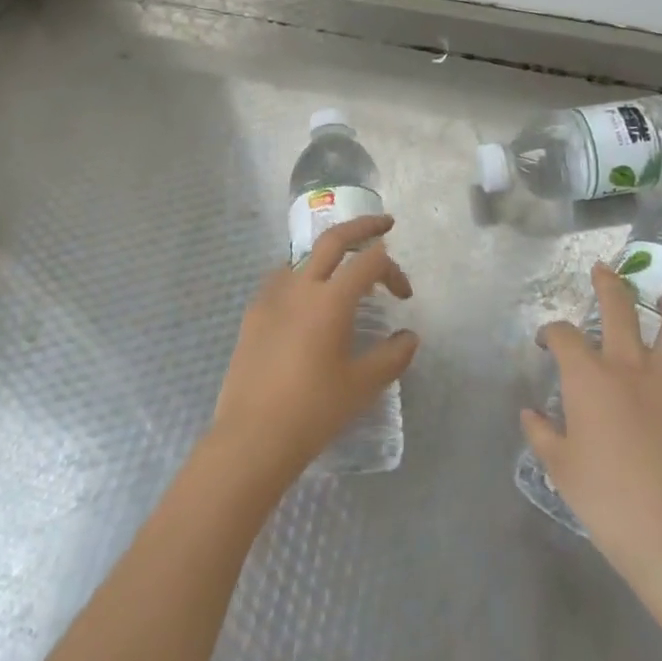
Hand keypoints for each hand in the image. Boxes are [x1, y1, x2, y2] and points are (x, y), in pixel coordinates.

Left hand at [208, 214, 417, 488]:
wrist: (253, 437)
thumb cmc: (314, 410)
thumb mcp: (362, 385)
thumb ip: (392, 356)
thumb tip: (409, 337)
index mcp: (331, 300)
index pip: (370, 262)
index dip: (393, 270)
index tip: (404, 296)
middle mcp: (300, 287)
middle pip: (333, 239)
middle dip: (363, 226)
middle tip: (385, 223)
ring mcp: (271, 297)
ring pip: (303, 258)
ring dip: (327, 256)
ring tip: (343, 273)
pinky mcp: (252, 315)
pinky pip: (281, 282)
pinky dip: (301, 279)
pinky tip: (305, 304)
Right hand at [522, 263, 661, 591]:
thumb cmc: (611, 502)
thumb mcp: (562, 470)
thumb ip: (542, 435)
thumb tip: (531, 414)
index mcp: (590, 378)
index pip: (564, 336)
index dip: (551, 332)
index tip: (547, 341)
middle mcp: (631, 366)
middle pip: (619, 309)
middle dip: (607, 285)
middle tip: (602, 271)